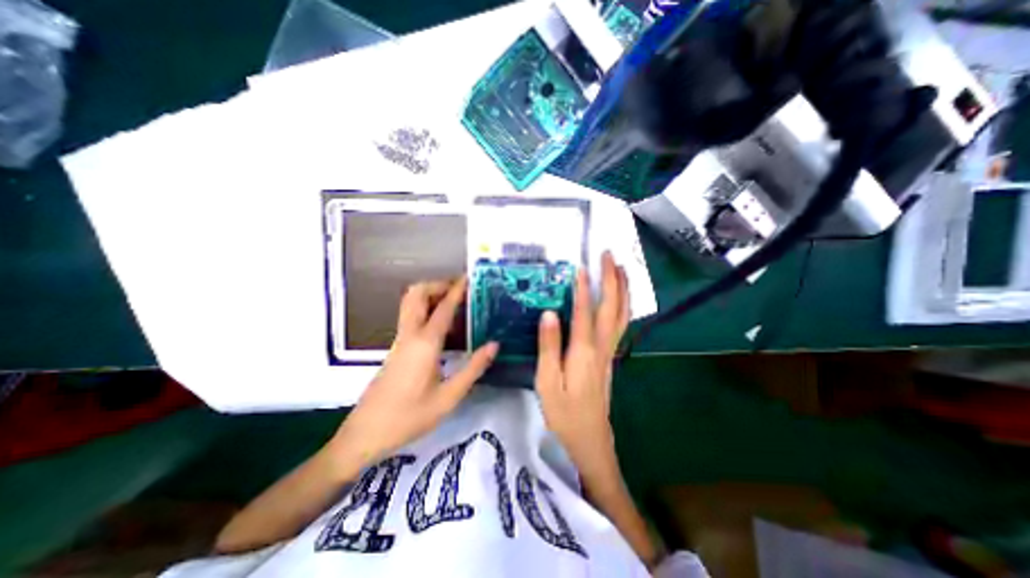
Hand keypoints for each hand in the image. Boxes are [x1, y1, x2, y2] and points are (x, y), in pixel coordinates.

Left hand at [335, 277, 499, 468]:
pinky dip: (426, 310)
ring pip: (410, 304)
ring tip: (454, 302)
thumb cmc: (410, 417)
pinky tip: (442, 326)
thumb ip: (474, 368)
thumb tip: (494, 344)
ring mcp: (399, 341)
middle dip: (437, 285)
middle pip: (416, 294)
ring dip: (430, 295)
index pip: (443, 308)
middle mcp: (409, 335)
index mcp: (425, 344)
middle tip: (458, 289)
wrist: (365, 434)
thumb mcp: (449, 397)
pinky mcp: (396, 349)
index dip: (457, 290)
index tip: (468, 277)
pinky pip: (410, 318)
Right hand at [534, 254, 632, 483]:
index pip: (585, 312)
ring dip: (622, 289)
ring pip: (621, 314)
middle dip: (612, 279)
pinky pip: (620, 324)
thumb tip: (549, 313)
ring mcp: (609, 351)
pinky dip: (623, 305)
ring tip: (621, 268)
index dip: (584, 288)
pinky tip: (620, 298)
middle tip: (609, 256)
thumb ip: (549, 346)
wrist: (590, 438)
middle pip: (611, 307)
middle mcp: (602, 347)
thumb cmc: (564, 413)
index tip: (582, 266)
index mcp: (584, 352)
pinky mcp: (610, 357)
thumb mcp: (547, 382)